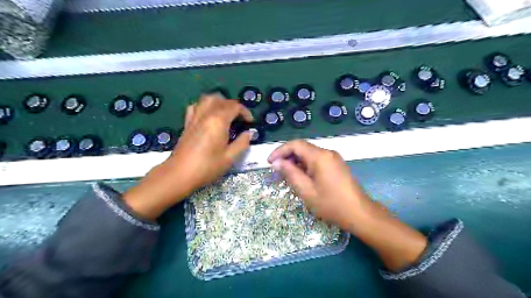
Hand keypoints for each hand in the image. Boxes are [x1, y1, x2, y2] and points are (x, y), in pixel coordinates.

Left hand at [125, 94, 252, 219]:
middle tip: (239, 119)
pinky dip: (205, 106)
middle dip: (234, 106)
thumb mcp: (229, 158)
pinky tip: (209, 116)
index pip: (235, 106)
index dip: (245, 112)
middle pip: (222, 99)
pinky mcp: (187, 123)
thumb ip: (242, 143)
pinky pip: (196, 106)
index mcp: (218, 121)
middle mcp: (206, 114)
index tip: (250, 123)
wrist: (180, 174)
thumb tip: (249, 133)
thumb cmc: (207, 167)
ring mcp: (195, 117)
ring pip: (208, 98)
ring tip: (226, 114)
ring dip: (219, 102)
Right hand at [268, 139, 369, 227]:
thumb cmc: (331, 204)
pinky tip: (301, 177)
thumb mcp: (306, 190)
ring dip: (296, 162)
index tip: (269, 162)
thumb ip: (290, 173)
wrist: (359, 213)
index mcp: (320, 156)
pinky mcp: (336, 164)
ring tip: (286, 175)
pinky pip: (317, 160)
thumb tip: (277, 162)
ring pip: (309, 154)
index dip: (280, 151)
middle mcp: (327, 152)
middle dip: (287, 156)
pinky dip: (305, 165)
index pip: (295, 145)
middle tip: (276, 170)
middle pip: (302, 148)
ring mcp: (333, 158)